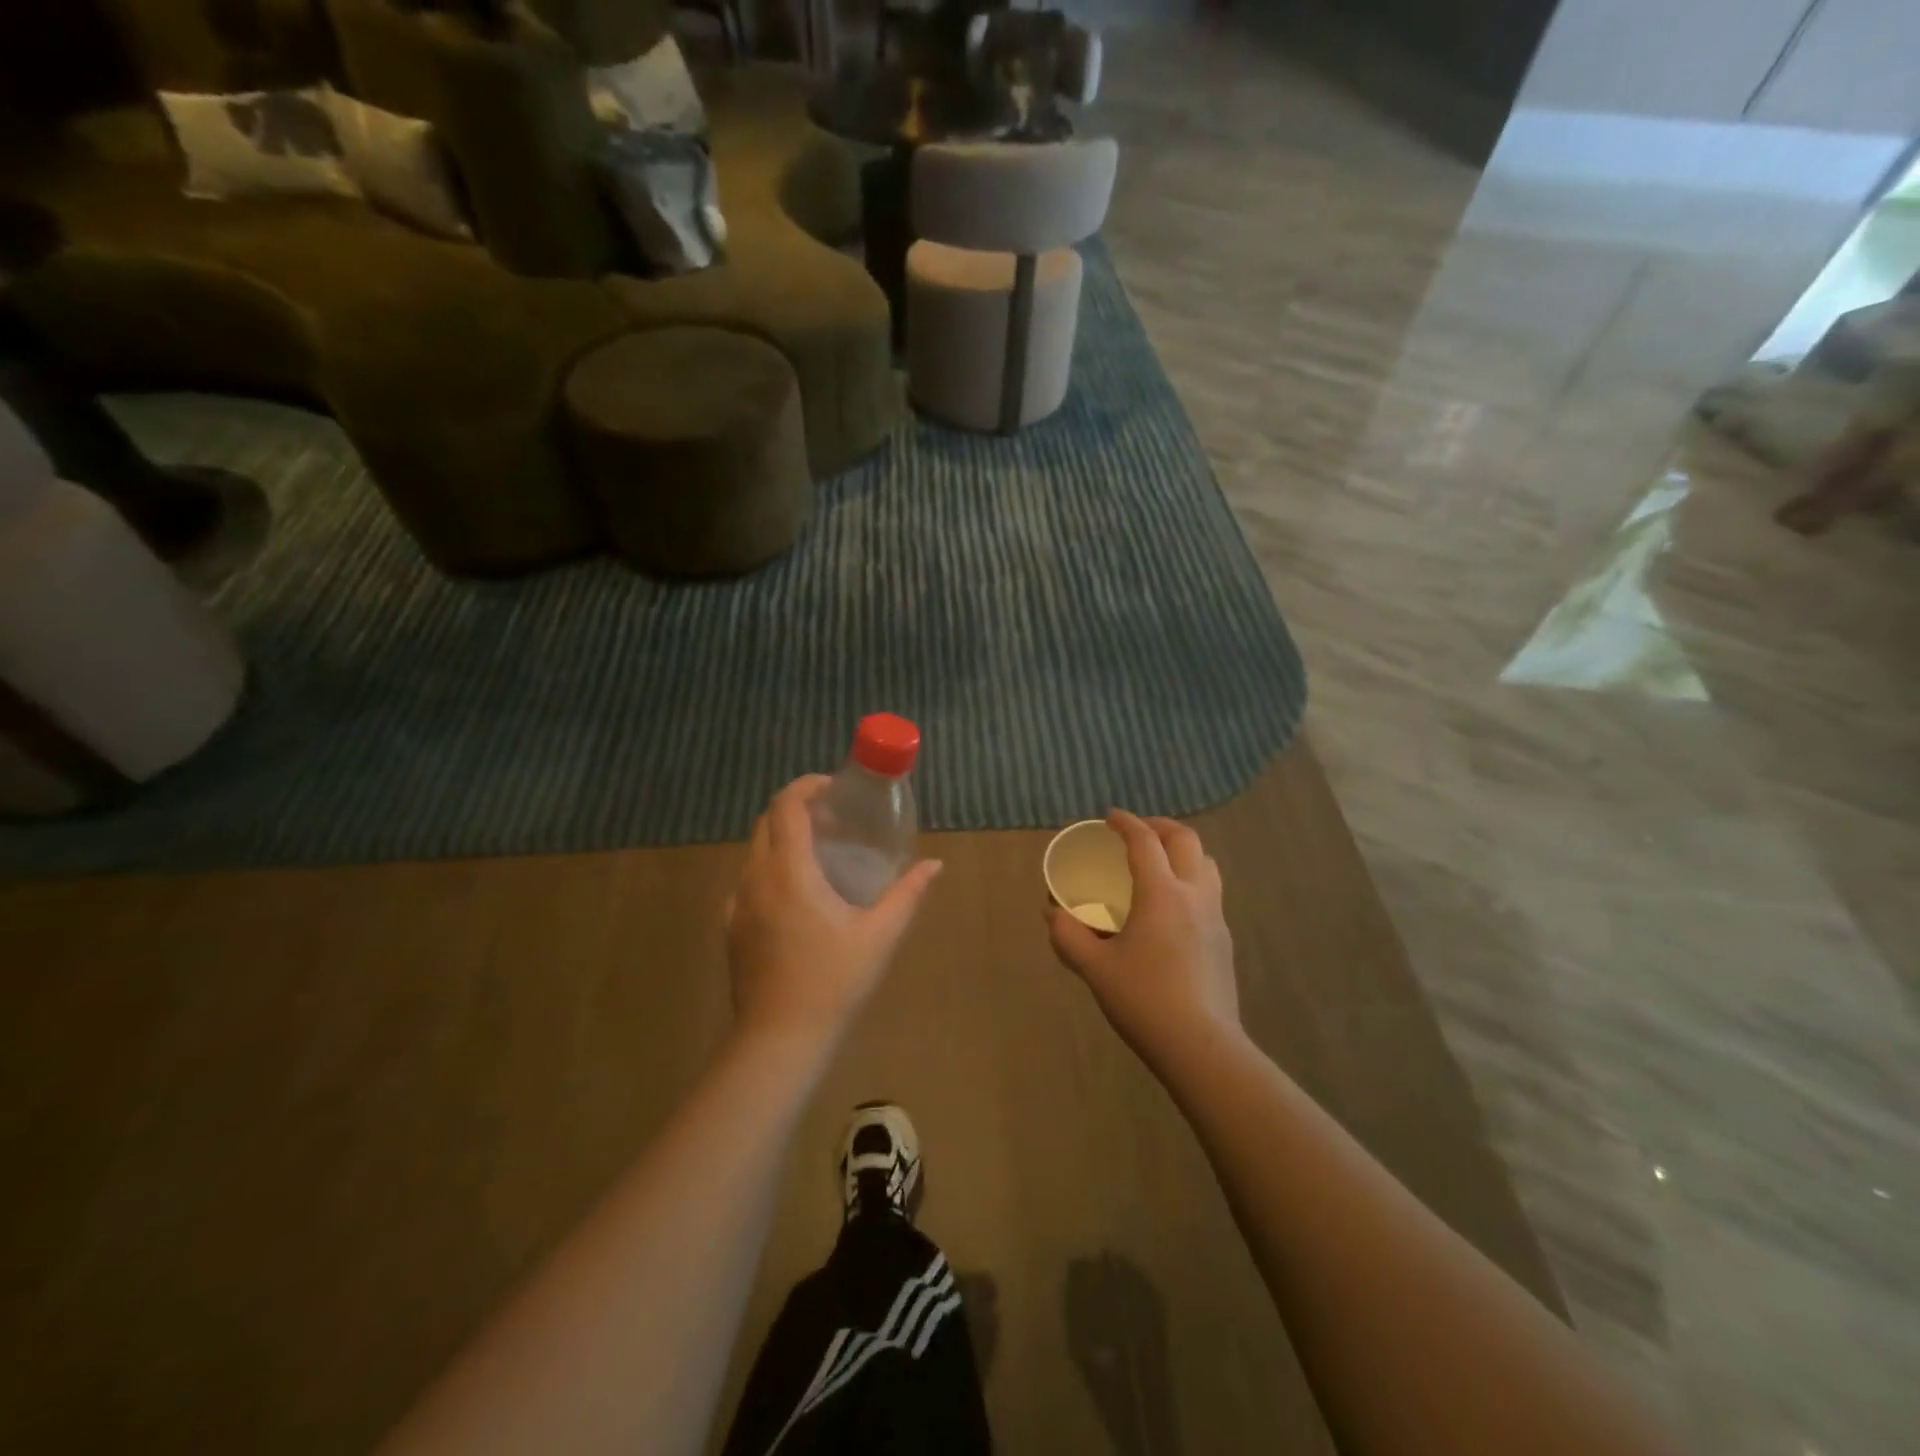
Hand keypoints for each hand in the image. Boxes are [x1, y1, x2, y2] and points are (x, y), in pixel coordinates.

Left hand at [726, 775, 942, 1048]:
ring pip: (754, 850)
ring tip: (819, 853)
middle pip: (767, 822)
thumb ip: (908, 894)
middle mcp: (756, 879)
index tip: (834, 788)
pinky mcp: (732, 927)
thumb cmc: (834, 983)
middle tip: (834, 819)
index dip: (807, 786)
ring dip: (783, 837)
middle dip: (797, 809)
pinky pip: (748, 879)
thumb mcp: (880, 936)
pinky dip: (771, 867)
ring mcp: (738, 904)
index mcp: (790, 872)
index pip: (786, 807)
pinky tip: (798, 895)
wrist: (779, 1041)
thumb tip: (934, 865)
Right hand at [1048, 811, 1239, 1074]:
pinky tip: (1171, 908)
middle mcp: (1194, 895)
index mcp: (1162, 894)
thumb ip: (1069, 936)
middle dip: (1160, 827)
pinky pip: (1210, 892)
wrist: (1201, 1047)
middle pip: (1186, 840)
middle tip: (1137, 832)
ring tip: (1159, 863)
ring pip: (1207, 864)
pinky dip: (1191, 880)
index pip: (1145, 841)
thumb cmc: (1144, 1001)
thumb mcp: (1095, 969)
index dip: (1126, 823)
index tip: (1110, 818)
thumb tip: (1051, 913)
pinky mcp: (1224, 941)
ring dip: (1182, 851)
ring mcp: (1215, 918)